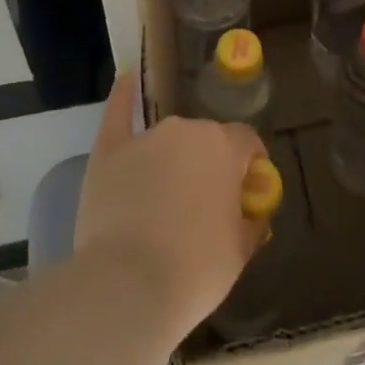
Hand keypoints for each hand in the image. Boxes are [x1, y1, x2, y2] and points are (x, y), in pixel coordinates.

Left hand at [75, 74, 267, 336]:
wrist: (127, 286)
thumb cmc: (194, 270)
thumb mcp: (239, 252)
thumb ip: (251, 223)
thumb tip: (254, 214)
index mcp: (224, 147)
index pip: (246, 142)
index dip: (249, 165)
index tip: (247, 192)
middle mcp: (187, 130)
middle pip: (206, 139)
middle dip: (209, 165)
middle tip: (203, 205)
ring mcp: (146, 137)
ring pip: (169, 139)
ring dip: (173, 158)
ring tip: (165, 198)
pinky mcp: (109, 151)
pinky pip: (118, 113)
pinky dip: (124, 96)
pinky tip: (127, 78)